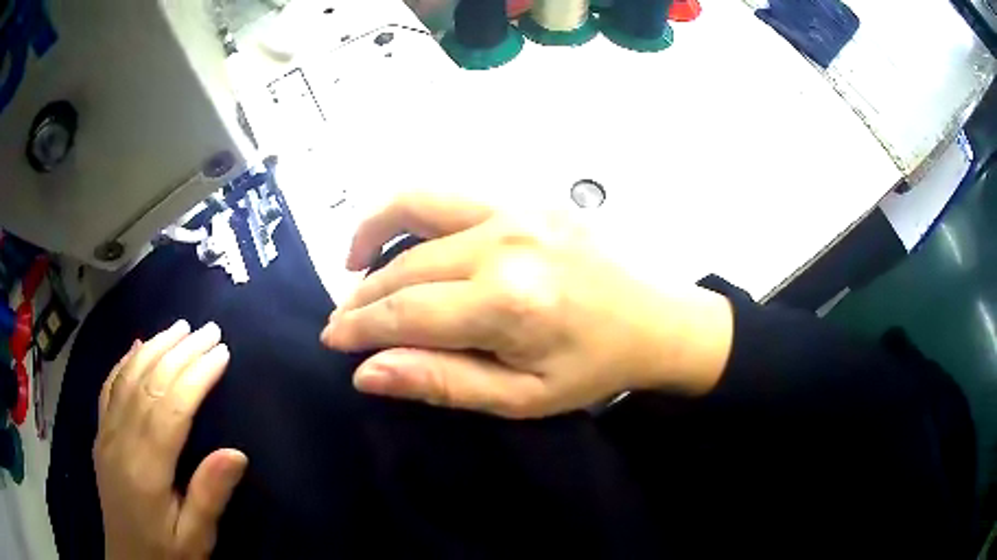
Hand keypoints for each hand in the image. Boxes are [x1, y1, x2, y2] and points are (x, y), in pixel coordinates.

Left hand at [95, 320, 246, 559]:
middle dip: (179, 352)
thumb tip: (237, 454)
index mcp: (145, 470)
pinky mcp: (100, 434)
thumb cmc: (166, 554)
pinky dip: (124, 361)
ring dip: (154, 347)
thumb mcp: (195, 539)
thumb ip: (210, 497)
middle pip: (148, 384)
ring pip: (127, 378)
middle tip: (208, 330)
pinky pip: (109, 388)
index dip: (196, 376)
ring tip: (179, 327)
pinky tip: (137, 346)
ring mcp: (106, 434)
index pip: (170, 409)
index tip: (222, 353)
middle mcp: (120, 442)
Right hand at [320, 192, 733, 418]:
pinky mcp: (525, 197)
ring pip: (417, 207)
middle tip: (343, 321)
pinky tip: (402, 236)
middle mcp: (504, 242)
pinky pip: (450, 195)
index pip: (405, 311)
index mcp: (508, 302)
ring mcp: (516, 208)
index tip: (333, 339)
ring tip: (354, 265)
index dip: (360, 327)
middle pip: (406, 265)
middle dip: (363, 296)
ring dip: (374, 233)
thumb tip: (367, 372)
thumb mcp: (521, 396)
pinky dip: (411, 211)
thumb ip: (442, 381)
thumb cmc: (593, 366)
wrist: (655, 318)